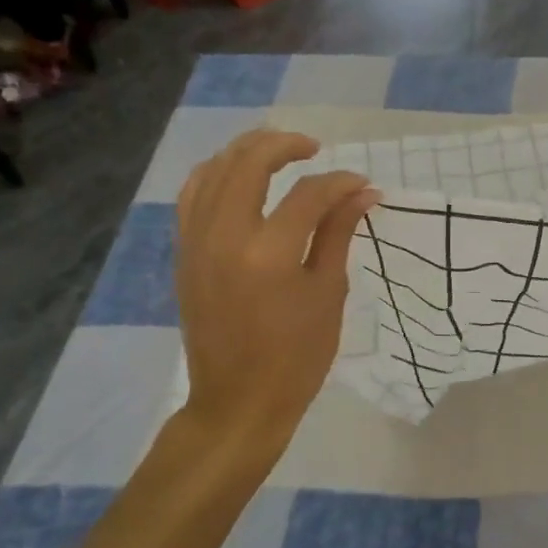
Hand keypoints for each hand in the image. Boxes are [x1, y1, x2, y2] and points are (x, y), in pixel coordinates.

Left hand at [172, 129, 378, 462]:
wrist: (238, 402)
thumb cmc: (297, 356)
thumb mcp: (327, 293)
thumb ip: (338, 233)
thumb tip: (363, 192)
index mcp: (269, 253)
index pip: (308, 194)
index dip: (340, 183)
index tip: (363, 185)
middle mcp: (224, 237)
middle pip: (249, 163)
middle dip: (285, 145)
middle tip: (314, 148)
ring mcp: (196, 243)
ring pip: (213, 170)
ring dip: (247, 152)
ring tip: (278, 152)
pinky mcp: (184, 253)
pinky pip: (193, 195)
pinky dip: (217, 174)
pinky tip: (240, 178)